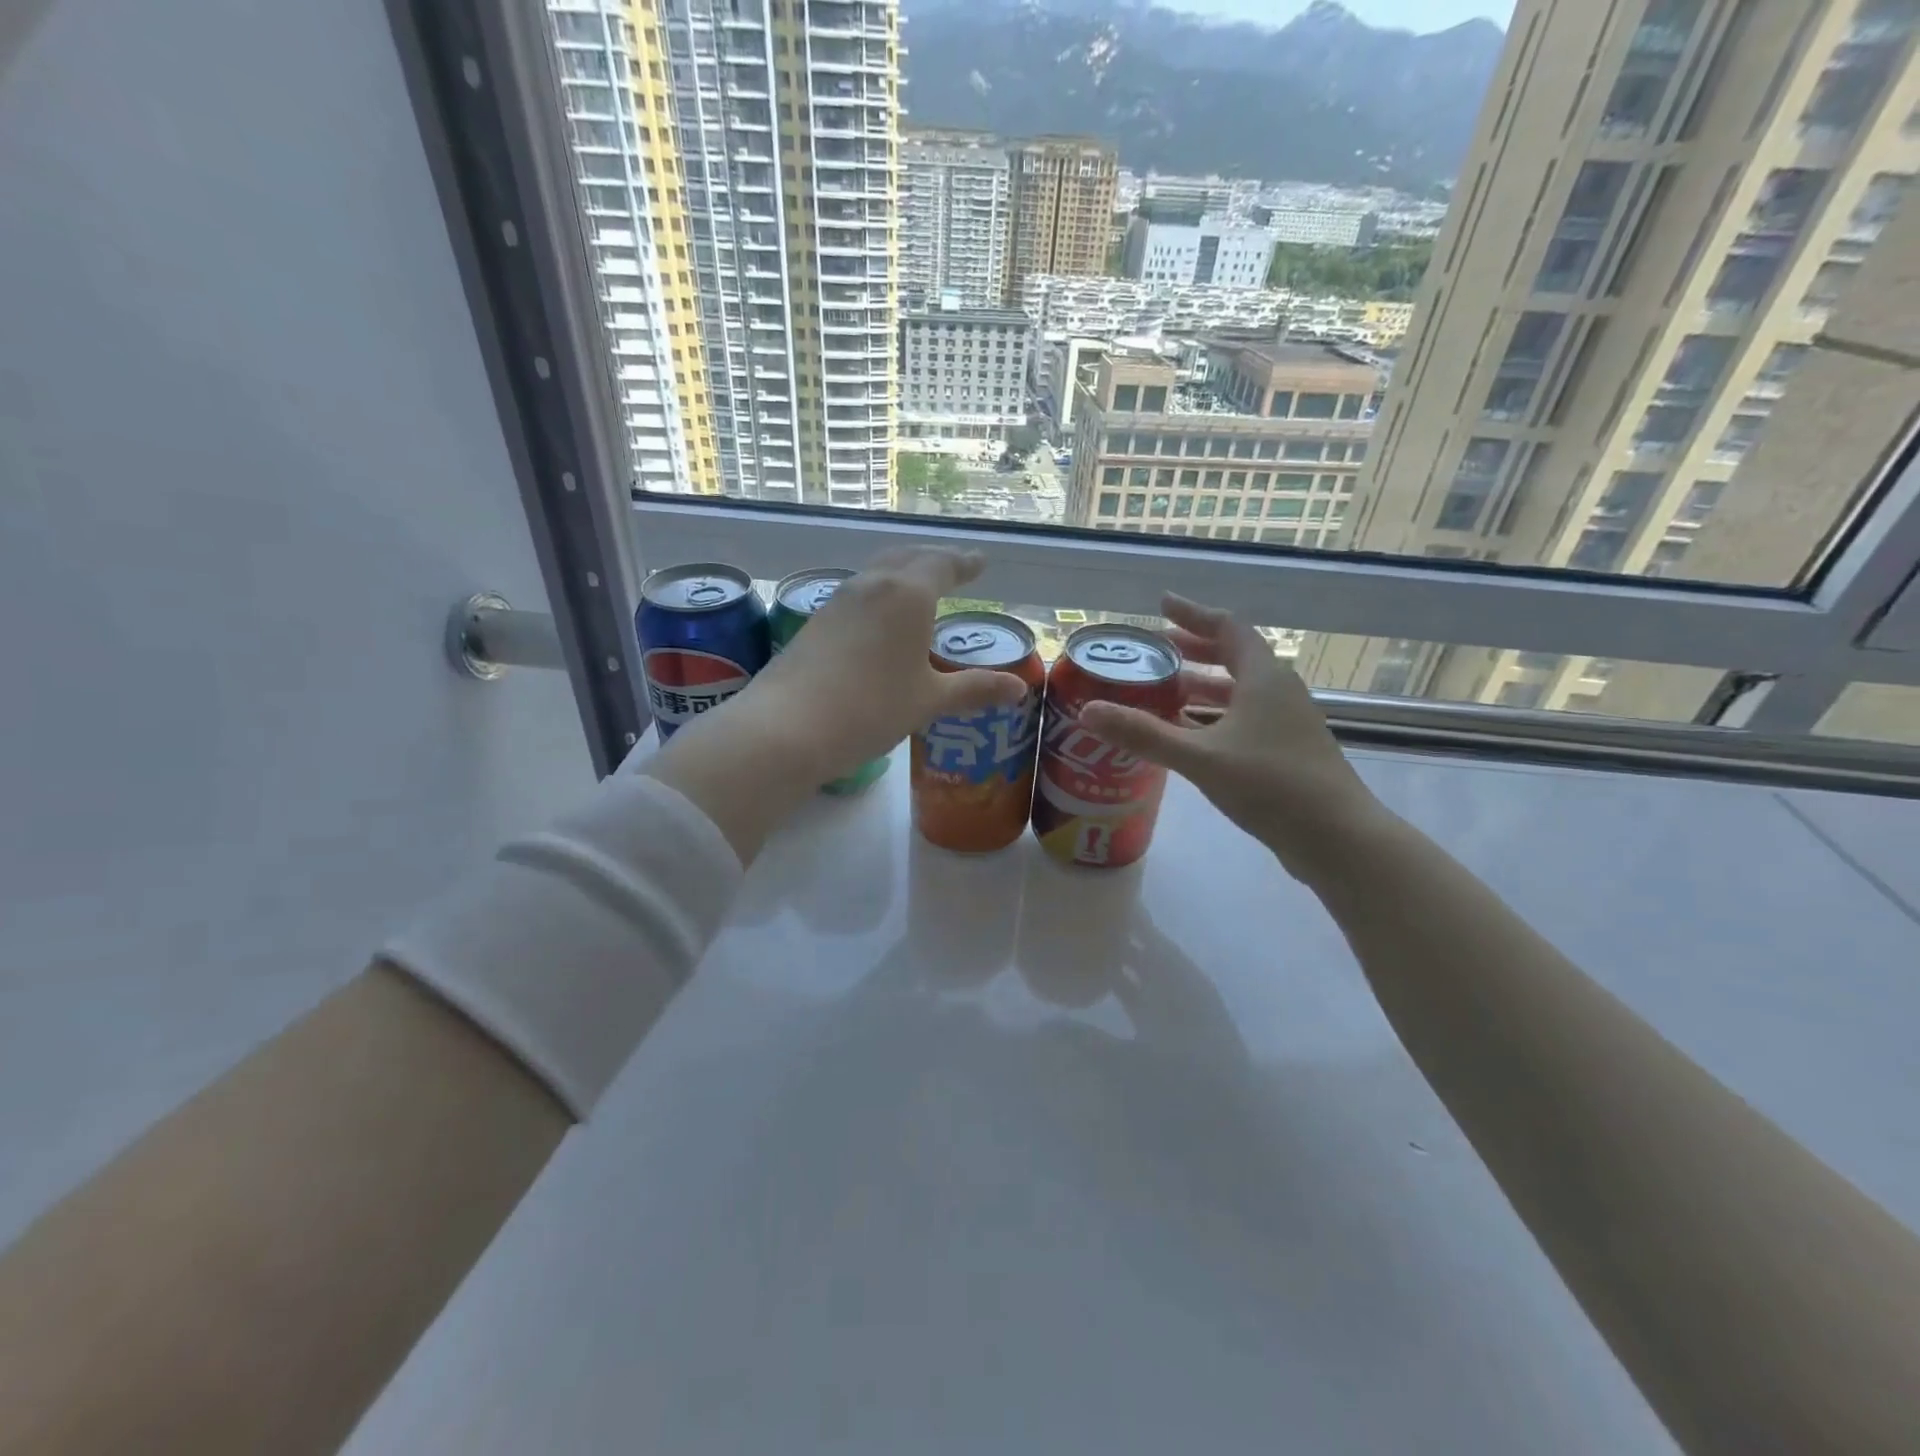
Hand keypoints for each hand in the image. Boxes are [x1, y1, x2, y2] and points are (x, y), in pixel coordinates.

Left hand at [737, 547, 1026, 782]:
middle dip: (934, 559)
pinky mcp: (815, 622)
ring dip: (902, 571)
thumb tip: (1018, 689)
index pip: (943, 564)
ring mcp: (838, 600)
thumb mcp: (928, 701)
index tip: (979, 562)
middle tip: (952, 567)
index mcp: (908, 594)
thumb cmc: (871, 708)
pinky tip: (878, 618)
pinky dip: (878, 594)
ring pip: (878, 572)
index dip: (964, 563)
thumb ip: (974, 689)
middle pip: (908, 557)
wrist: (788, 726)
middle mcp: (873, 585)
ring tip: (917, 586)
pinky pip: (857, 594)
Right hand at [1077, 594, 1390, 882]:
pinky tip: (1190, 736)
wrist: (1337, 837)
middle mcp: (1278, 692)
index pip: (1227, 627)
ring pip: (1239, 691)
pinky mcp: (1286, 752)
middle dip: (1195, 648)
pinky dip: (1213, 717)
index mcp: (1263, 678)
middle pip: (1234, 656)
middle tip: (1157, 650)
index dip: (1193, 613)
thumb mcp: (1200, 757)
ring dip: (1203, 686)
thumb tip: (1088, 712)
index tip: (1162, 605)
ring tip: (1164, 691)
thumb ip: (1144, 734)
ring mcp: (1286, 723)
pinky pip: (1243, 719)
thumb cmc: (1271, 784)